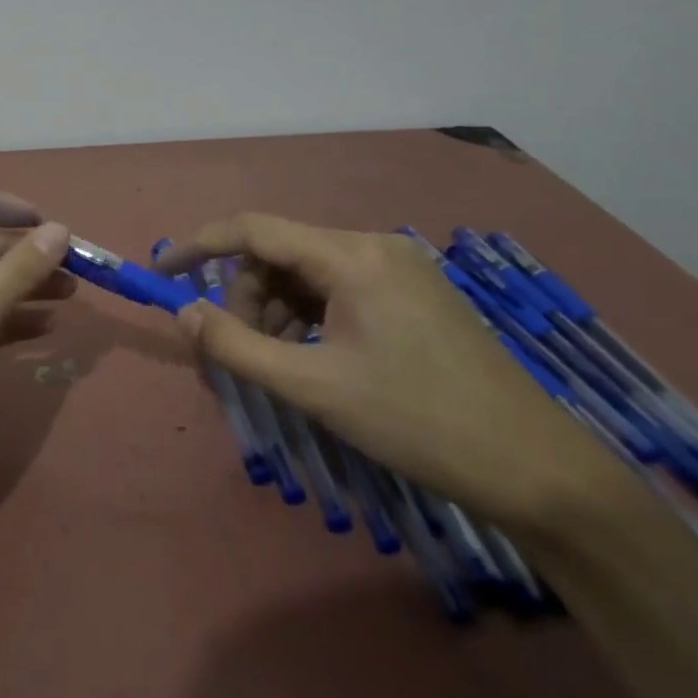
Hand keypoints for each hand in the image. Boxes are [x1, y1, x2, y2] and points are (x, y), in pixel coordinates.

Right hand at [156, 214, 633, 531]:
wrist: (534, 468)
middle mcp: (373, 247)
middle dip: (244, 297)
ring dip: (274, 311)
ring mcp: (398, 270)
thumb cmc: (416, 421)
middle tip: (238, 352)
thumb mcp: (313, 386)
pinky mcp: (412, 295)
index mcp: (350, 256)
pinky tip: (310, 358)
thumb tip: (182, 313)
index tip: (162, 272)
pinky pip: (337, 290)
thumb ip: (236, 345)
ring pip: (306, 274)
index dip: (199, 245)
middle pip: (279, 254)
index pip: (253, 229)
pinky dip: (307, 318)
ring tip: (275, 364)